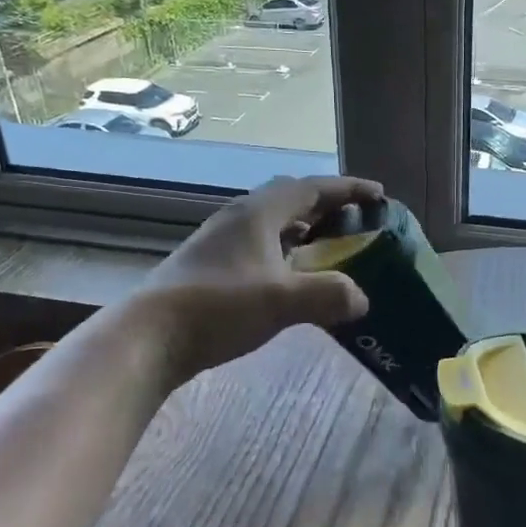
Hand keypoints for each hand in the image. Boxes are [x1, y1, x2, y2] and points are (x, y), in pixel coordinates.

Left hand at [135, 174, 383, 380]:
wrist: (146, 338)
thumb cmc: (218, 307)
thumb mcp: (282, 300)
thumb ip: (329, 294)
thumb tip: (361, 298)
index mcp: (258, 213)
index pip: (311, 188)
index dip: (347, 189)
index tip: (378, 195)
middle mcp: (239, 218)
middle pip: (290, 199)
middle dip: (326, 206)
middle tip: (356, 221)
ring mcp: (220, 242)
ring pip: (272, 224)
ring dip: (304, 230)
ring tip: (330, 248)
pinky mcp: (209, 266)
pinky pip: (259, 246)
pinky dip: (285, 252)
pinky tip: (291, 278)